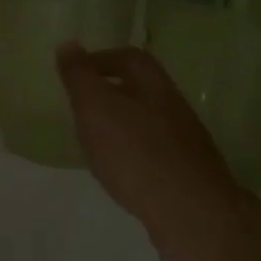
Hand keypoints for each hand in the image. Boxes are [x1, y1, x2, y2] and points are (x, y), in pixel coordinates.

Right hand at [56, 43, 260, 260]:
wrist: (192, 216)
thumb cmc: (136, 154)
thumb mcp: (96, 108)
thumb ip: (80, 77)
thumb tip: (68, 44)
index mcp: (154, 87)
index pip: (130, 58)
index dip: (101, 59)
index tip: (74, 73)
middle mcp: (174, 109)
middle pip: (141, 89)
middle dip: (111, 92)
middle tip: (80, 106)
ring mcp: (185, 144)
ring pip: (148, 122)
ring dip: (121, 125)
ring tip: (94, 140)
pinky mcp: (186, 176)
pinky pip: (153, 153)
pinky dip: (132, 154)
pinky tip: (118, 171)